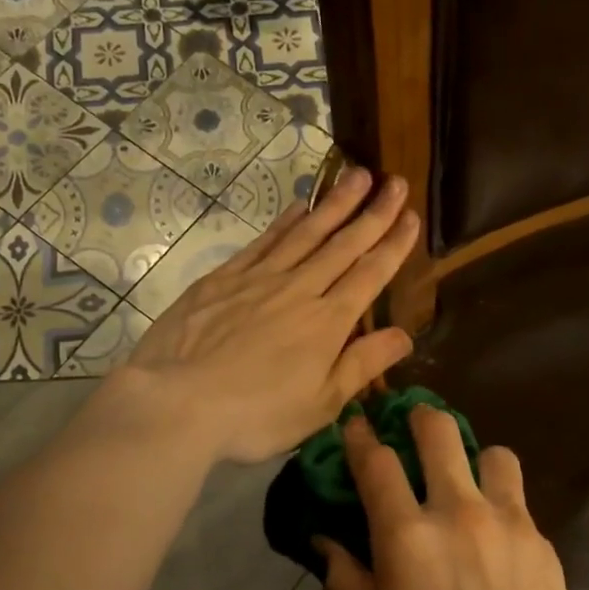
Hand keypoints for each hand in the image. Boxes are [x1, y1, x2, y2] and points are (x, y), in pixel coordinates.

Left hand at [117, 167, 419, 463]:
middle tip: (394, 181)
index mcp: (328, 322)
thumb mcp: (321, 404)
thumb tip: (404, 336)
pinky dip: (285, 221)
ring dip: (334, 203)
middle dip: (373, 212)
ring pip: (305, 232)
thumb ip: (362, 364)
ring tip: (357, 175)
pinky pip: (264, 241)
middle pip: (342, 244)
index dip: (393, 244)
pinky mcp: (223, 278)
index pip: (370, 274)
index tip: (411, 216)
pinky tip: (298, 206)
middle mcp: (299, 289)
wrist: (177, 402)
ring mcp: (259, 278)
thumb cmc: (256, 414)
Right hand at [320, 407, 588, 589]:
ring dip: (474, 460)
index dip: (362, 436)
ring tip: (468, 489)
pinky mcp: (544, 544)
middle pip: (439, 431)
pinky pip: (518, 500)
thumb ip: (346, 581)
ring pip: (493, 453)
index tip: (357, 423)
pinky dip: (501, 504)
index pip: (377, 462)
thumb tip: (325, 541)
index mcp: (406, 538)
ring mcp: (508, 524)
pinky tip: (496, 543)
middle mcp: (458, 513)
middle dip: (420, 419)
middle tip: (413, 431)